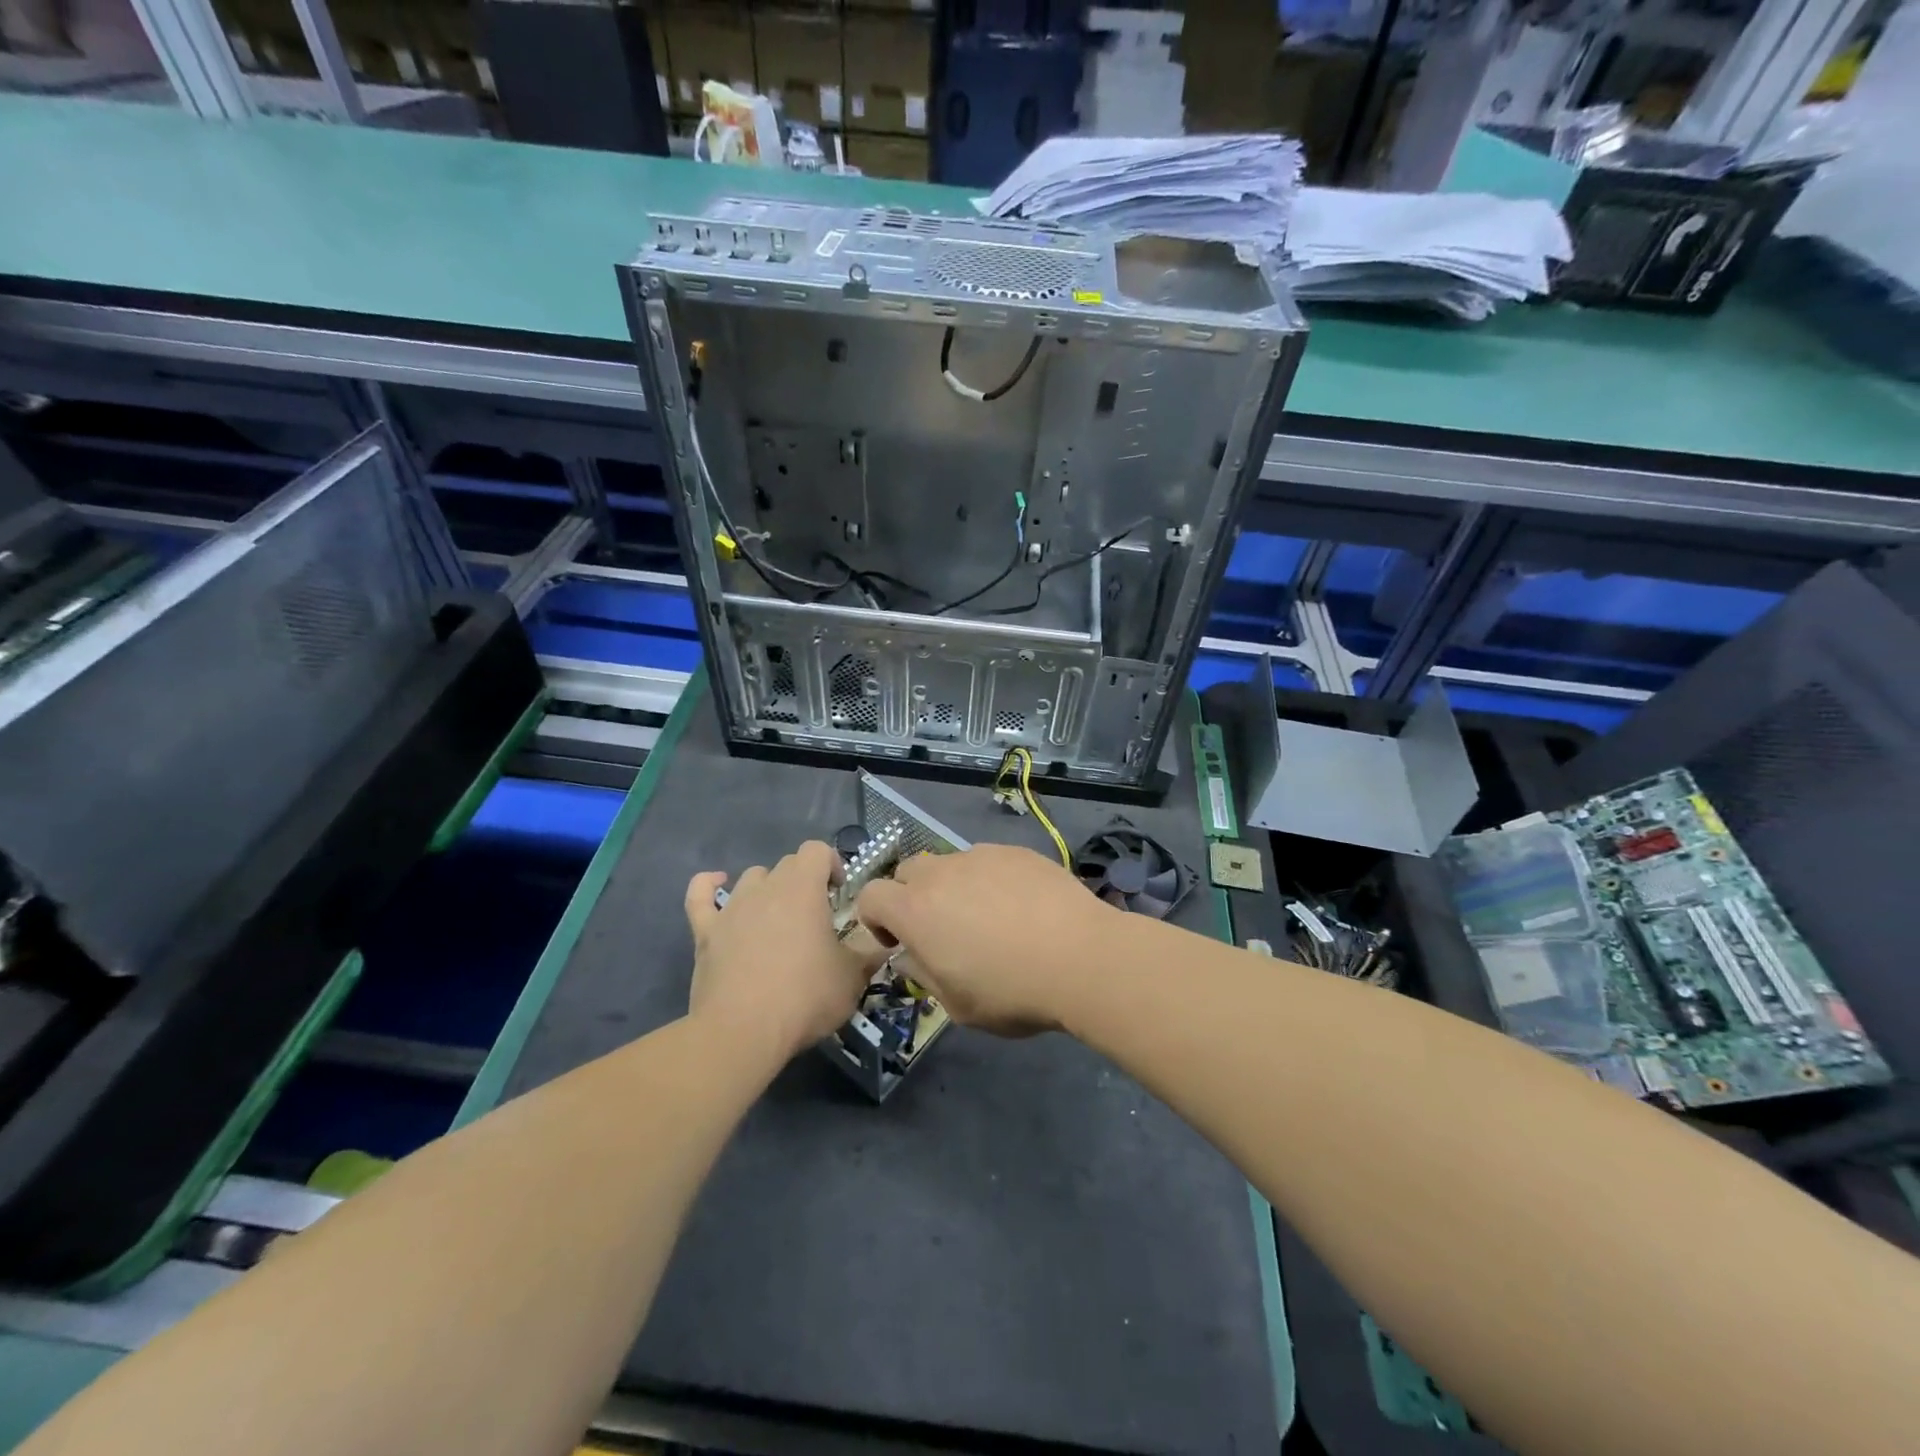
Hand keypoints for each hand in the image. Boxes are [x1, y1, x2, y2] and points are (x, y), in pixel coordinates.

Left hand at [683, 842, 880, 1065]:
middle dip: (805, 880)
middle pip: (787, 864)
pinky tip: (716, 884)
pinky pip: (700, 896)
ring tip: (778, 918)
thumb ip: (870, 952)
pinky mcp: (706, 933)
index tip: (840, 893)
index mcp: (803, 889)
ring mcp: (732, 908)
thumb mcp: (853, 977)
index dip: (831, 863)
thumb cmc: (804, 997)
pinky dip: (708, 886)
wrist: (742, 1032)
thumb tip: (886, 942)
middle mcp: (766, 888)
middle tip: (816, 916)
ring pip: (752, 878)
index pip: (816, 850)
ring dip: (768, 889)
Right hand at [854, 844, 1113, 1035]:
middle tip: (942, 929)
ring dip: (954, 887)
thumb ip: (923, 974)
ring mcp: (981, 856)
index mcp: (915, 910)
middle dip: (912, 896)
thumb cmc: (1012, 992)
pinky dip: (991, 879)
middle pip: (908, 871)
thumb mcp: (957, 1005)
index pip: (870, 896)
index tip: (900, 942)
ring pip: (950, 864)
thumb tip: (910, 955)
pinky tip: (1022, 907)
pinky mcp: (1015, 851)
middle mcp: (941, 873)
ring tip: (990, 918)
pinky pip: (988, 861)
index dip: (876, 919)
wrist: (1082, 957)